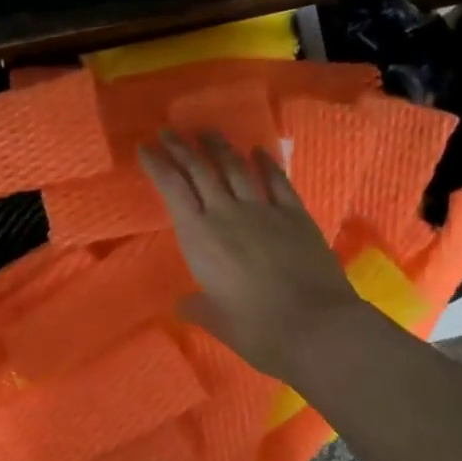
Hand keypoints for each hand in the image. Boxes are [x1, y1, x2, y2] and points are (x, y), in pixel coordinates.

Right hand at [139, 131, 363, 380]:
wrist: (315, 327)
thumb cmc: (256, 329)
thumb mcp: (216, 321)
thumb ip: (197, 307)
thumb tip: (184, 305)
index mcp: (199, 237)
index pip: (173, 190)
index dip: (158, 165)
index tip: (146, 147)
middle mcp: (226, 214)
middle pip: (200, 171)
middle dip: (182, 147)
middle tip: (169, 131)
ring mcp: (263, 210)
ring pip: (236, 168)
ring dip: (219, 146)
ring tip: (206, 131)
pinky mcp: (295, 215)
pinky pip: (277, 180)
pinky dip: (265, 163)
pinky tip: (258, 151)